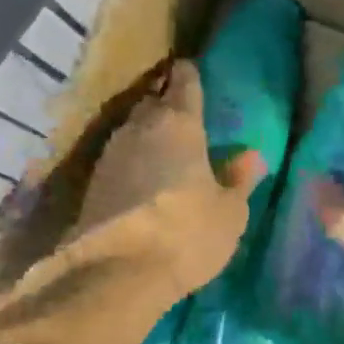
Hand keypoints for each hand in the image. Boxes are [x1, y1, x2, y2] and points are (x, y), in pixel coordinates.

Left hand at [75, 60, 265, 298]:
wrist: (117, 271)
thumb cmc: (187, 232)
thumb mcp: (229, 212)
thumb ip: (239, 179)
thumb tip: (251, 156)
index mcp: (179, 122)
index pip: (184, 81)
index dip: (189, 75)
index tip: (192, 72)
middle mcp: (140, 127)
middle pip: (153, 102)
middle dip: (166, 104)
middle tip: (183, 117)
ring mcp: (111, 152)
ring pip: (132, 130)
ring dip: (146, 135)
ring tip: (163, 150)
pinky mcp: (92, 181)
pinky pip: (118, 158)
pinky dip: (131, 162)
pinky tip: (141, 180)